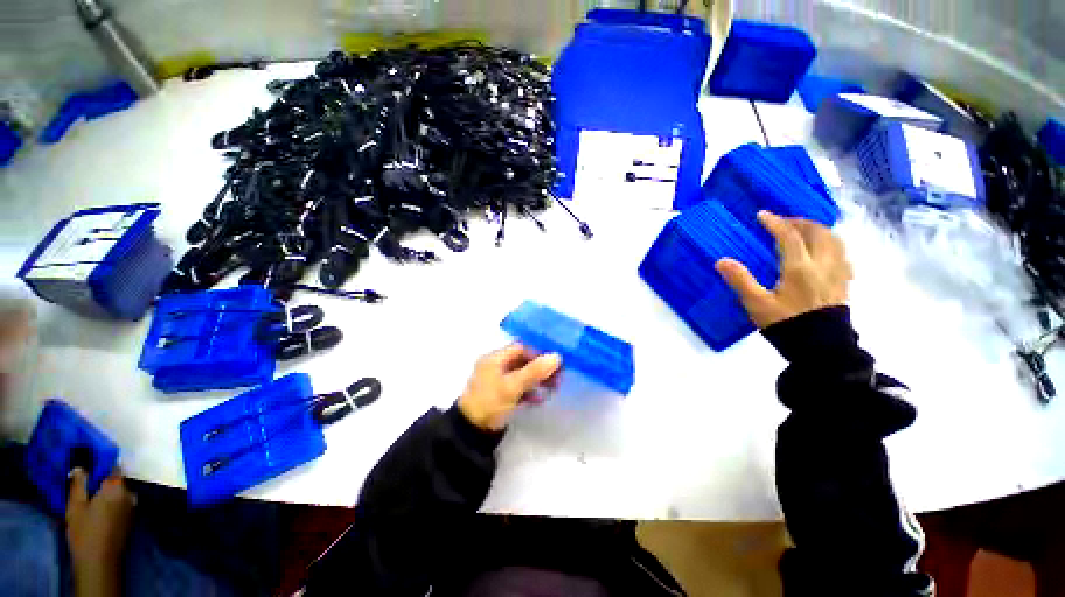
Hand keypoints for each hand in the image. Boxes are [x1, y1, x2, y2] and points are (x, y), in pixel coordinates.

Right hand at [66, 468, 135, 596]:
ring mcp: (131, 507)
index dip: (100, 461)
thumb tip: (81, 466)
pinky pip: (118, 502)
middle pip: (115, 479)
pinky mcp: (129, 519)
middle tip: (82, 477)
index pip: (112, 467)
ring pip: (117, 491)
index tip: (87, 456)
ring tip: (86, 492)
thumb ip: (79, 483)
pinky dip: (108, 500)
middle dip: (100, 478)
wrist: (99, 562)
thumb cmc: (85, 532)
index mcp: (118, 488)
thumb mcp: (76, 505)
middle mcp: (129, 494)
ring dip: (104, 490)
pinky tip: (95, 506)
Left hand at [458, 344, 561, 431]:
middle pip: (522, 361)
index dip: (538, 353)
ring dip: (537, 380)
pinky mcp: (500, 395)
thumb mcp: (513, 386)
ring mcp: (497, 381)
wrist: (471, 433)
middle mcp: (495, 366)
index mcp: (494, 359)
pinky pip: (518, 387)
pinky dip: (529, 391)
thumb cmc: (491, 403)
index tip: (554, 363)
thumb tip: (556, 356)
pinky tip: (540, 399)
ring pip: (522, 375)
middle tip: (558, 377)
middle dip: (540, 368)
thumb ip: (534, 371)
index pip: (520, 348)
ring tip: (553, 388)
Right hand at [716, 211, 851, 328]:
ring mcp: (837, 273)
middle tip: (784, 222)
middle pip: (819, 232)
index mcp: (800, 268)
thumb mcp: (757, 304)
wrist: (821, 347)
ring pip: (835, 241)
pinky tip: (824, 252)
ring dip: (819, 230)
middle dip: (801, 222)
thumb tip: (721, 260)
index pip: (789, 236)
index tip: (762, 215)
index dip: (775, 222)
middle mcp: (823, 265)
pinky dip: (832, 245)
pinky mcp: (844, 283)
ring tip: (804, 231)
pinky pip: (843, 255)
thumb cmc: (786, 324)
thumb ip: (740, 280)